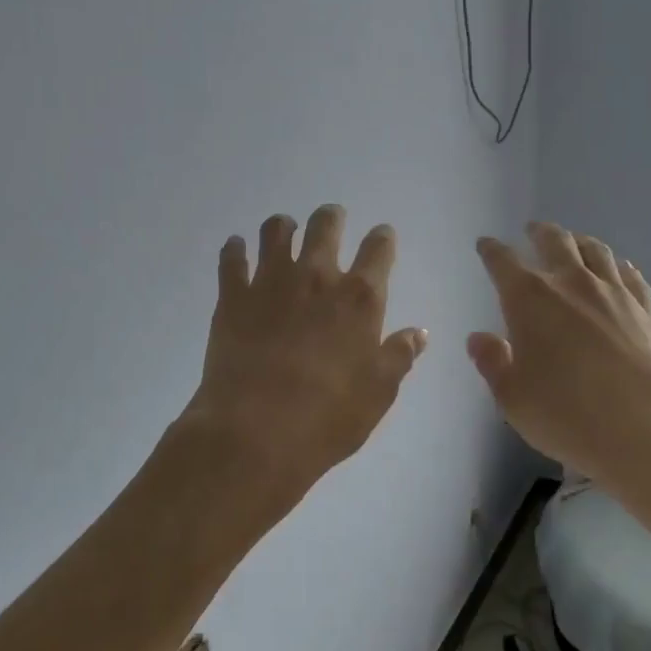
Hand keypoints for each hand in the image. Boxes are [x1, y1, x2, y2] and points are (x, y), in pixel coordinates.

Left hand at [180, 205, 427, 533]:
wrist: (255, 433)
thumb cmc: (328, 417)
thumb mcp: (378, 393)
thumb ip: (399, 356)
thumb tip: (418, 332)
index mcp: (359, 298)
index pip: (378, 251)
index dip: (382, 238)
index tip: (382, 234)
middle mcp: (316, 277)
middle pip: (325, 227)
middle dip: (331, 217)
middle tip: (332, 218)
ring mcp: (270, 282)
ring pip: (276, 231)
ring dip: (283, 226)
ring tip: (285, 228)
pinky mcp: (232, 297)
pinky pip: (231, 259)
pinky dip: (234, 249)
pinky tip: (236, 247)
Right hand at [468, 223, 650, 491]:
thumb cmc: (570, 417)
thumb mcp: (514, 399)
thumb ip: (493, 363)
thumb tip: (480, 337)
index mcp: (530, 299)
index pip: (503, 262)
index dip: (491, 251)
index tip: (485, 244)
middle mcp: (572, 283)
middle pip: (555, 241)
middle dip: (539, 233)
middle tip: (532, 230)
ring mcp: (616, 293)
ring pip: (596, 250)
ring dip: (579, 241)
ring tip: (574, 242)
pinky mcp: (648, 309)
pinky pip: (630, 273)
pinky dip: (617, 264)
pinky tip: (618, 270)